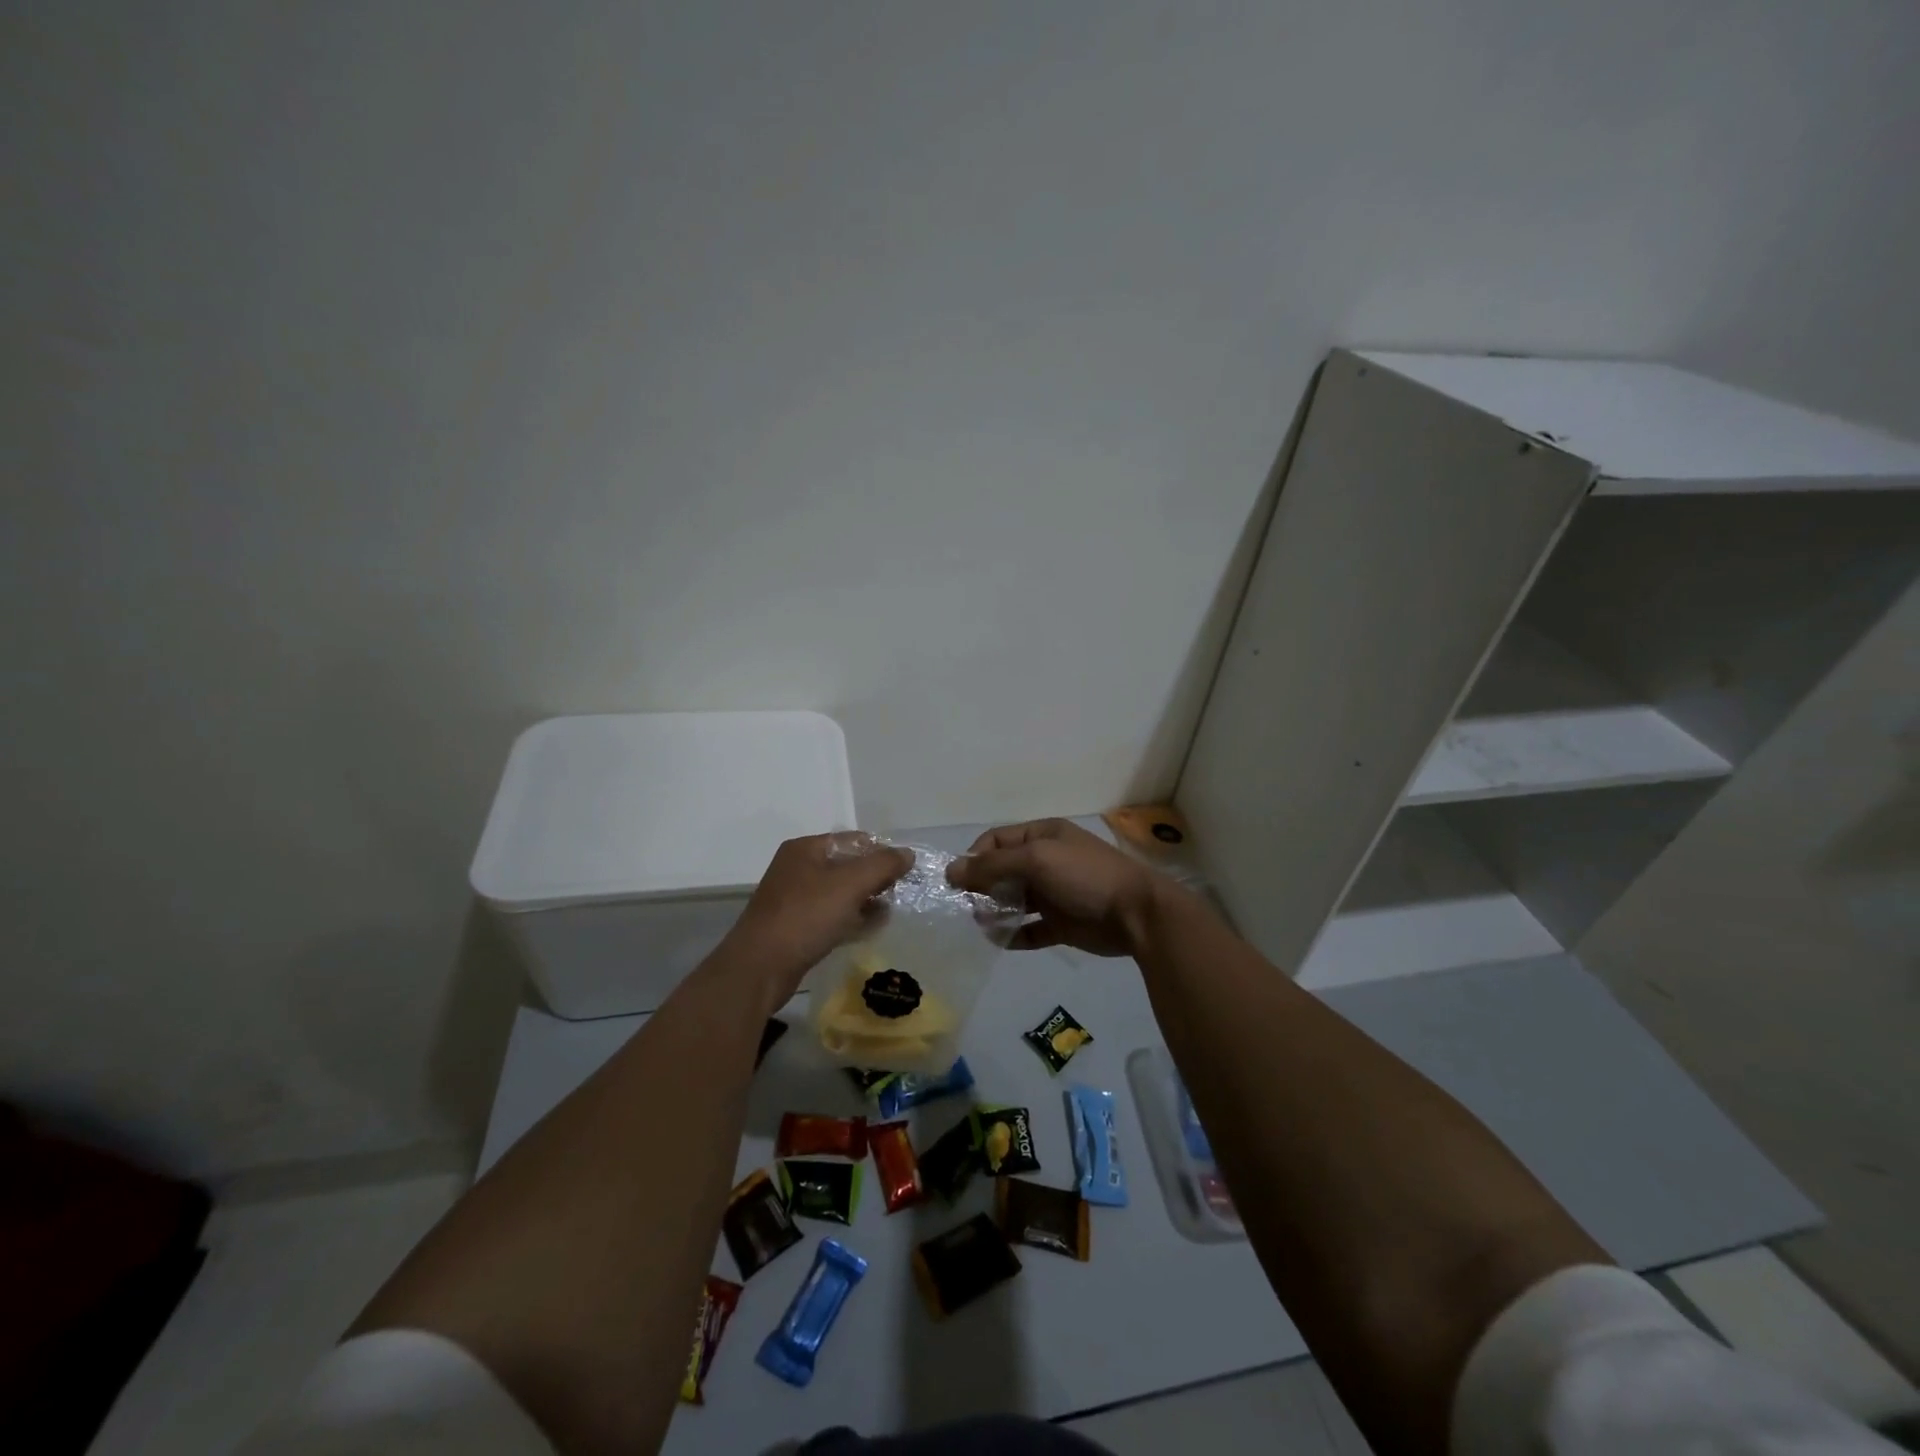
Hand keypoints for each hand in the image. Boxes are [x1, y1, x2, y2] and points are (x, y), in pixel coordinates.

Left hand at [717, 833, 913, 1005]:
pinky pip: (831, 916)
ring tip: (891, 912)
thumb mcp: (850, 884)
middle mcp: (798, 869)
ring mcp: (794, 900)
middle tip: (901, 893)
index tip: (906, 871)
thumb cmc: (805, 916)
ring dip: (866, 900)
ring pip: (840, 893)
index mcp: (806, 849)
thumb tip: (908, 854)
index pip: (854, 840)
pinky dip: (852, 919)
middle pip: (847, 866)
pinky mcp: (795, 928)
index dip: (882, 852)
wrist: (760, 968)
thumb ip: (883, 865)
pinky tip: (871, 929)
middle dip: (875, 878)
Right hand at [947, 818, 1171, 956]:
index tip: (958, 881)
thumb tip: (952, 870)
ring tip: (982, 922)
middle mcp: (1046, 862)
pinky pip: (1029, 929)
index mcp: (1043, 836)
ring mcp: (1054, 894)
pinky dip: (1013, 935)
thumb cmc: (1084, 876)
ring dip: (994, 911)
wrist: (1136, 914)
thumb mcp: (1036, 859)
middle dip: (983, 886)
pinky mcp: (1061, 924)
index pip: (997, 840)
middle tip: (968, 904)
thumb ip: (993, 865)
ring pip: (1014, 901)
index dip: (976, 857)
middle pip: (1003, 871)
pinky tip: (1000, 940)